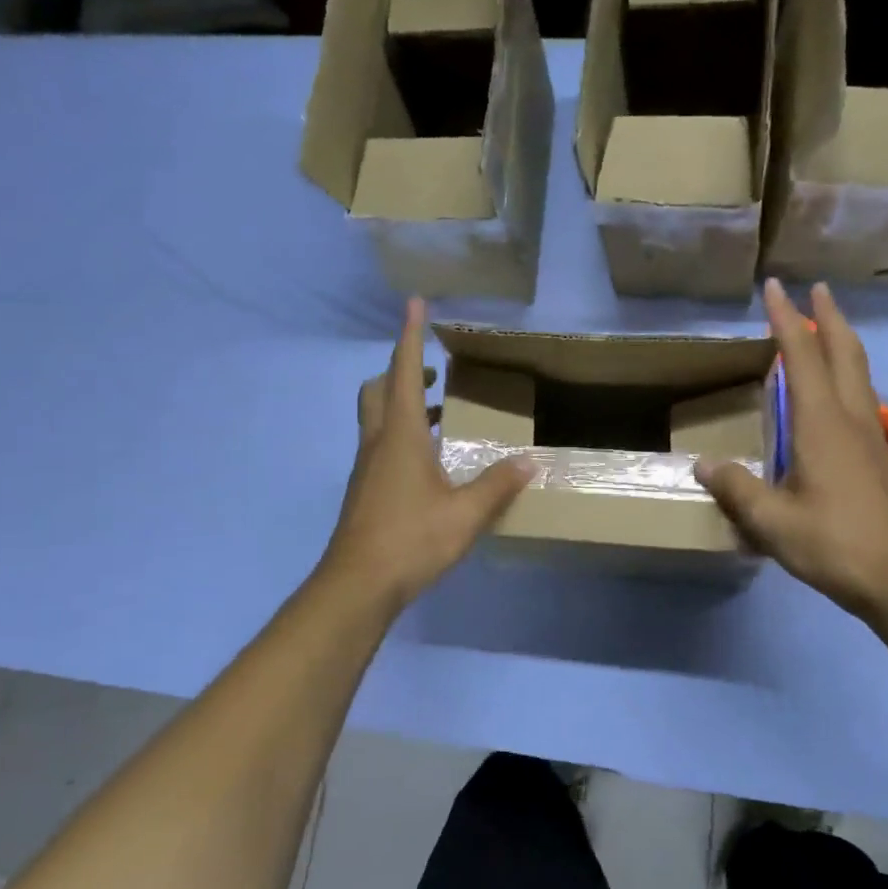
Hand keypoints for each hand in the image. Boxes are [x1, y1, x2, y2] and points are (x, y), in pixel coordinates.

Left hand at [321, 298, 531, 614]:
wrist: (357, 585)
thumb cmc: (410, 540)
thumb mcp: (465, 513)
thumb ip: (498, 485)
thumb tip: (530, 461)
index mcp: (400, 437)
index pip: (403, 372)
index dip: (410, 336)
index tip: (414, 303)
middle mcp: (378, 444)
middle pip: (378, 390)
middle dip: (400, 371)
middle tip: (430, 372)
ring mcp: (367, 469)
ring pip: (377, 419)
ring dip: (402, 404)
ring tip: (440, 413)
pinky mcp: (366, 491)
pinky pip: (382, 446)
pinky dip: (403, 435)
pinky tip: (429, 461)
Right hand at [696, 280, 887, 625]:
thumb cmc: (834, 544)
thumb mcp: (772, 522)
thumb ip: (736, 489)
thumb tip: (702, 464)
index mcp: (821, 424)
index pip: (803, 357)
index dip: (786, 320)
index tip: (774, 287)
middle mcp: (850, 418)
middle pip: (845, 353)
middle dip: (828, 317)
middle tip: (815, 289)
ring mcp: (870, 436)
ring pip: (859, 372)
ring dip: (842, 342)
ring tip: (825, 328)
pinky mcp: (877, 455)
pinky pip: (861, 395)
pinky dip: (847, 373)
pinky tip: (835, 392)